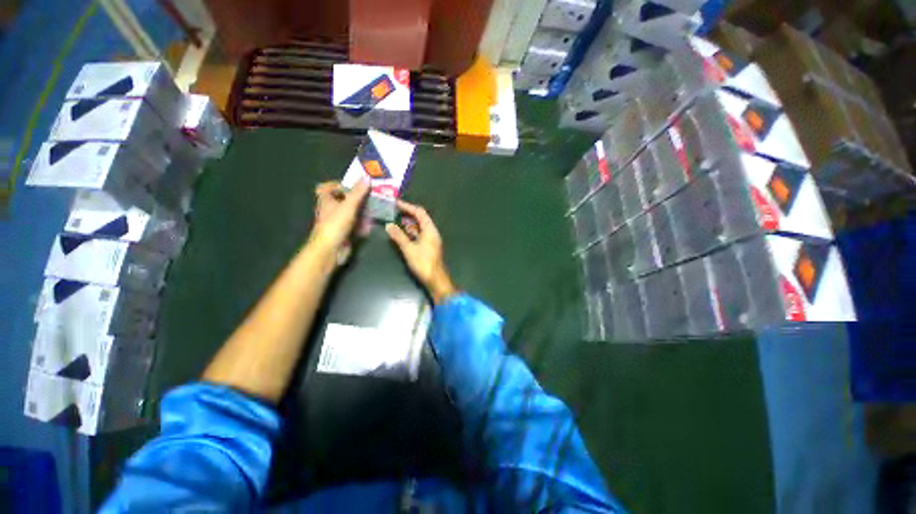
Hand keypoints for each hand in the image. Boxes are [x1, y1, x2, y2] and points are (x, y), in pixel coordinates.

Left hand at [308, 179, 369, 262]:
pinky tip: (371, 225)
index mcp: (326, 201)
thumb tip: (367, 177)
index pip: (327, 188)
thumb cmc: (335, 224)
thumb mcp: (348, 205)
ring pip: (351, 214)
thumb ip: (358, 192)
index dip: (338, 185)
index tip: (353, 185)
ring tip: (375, 210)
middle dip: (357, 199)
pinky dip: (363, 225)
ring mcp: (338, 223)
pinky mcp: (345, 233)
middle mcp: (331, 210)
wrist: (331, 250)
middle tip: (371, 197)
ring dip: (363, 212)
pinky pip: (355, 226)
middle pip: (343, 201)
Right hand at [386, 200, 456, 303]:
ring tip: (396, 220)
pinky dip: (411, 232)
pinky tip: (403, 233)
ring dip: (409, 223)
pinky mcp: (429, 246)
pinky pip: (420, 234)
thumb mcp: (409, 249)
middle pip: (421, 218)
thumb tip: (388, 225)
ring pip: (420, 227)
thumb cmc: (423, 263)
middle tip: (394, 211)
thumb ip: (398, 236)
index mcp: (430, 230)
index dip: (407, 206)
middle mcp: (432, 232)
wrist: (436, 279)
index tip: (396, 203)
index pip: (419, 212)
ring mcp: (431, 239)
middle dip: (408, 213)